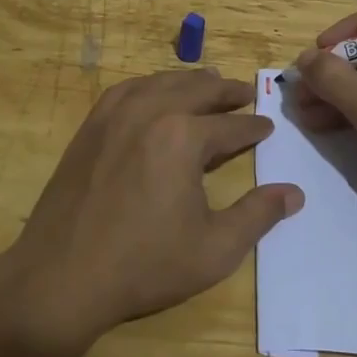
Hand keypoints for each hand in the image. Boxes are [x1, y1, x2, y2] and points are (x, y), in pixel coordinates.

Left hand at [0, 68, 302, 348]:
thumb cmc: (145, 264)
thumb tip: (294, 193)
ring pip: (160, 83)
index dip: (253, 127)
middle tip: (245, 92)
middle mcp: (150, 112)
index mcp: (183, 137)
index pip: (230, 126)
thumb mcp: (215, 249)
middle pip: (197, 90)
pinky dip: (149, 84)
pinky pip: (125, 90)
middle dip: (226, 91)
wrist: (61, 276)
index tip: (267, 127)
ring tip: (208, 81)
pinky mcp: (90, 127)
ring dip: (189, 81)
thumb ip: (258, 215)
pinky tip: (154, 91)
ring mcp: (114, 116)